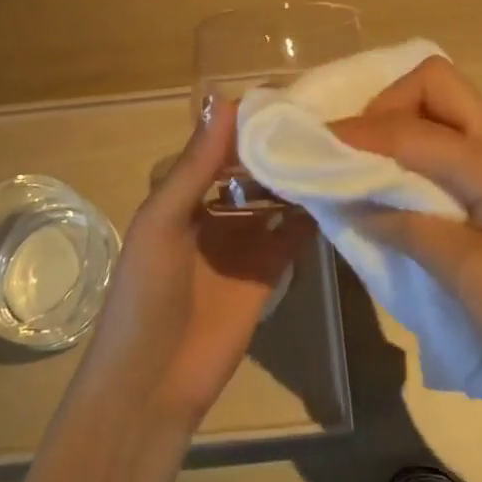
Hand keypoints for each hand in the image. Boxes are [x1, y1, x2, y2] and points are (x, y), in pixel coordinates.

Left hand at [71, 97, 314, 433]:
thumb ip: (196, 165)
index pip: (219, 145)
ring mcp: (241, 242)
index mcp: (181, 194)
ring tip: (336, 149)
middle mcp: (213, 211)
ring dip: (297, 179)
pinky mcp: (266, 272)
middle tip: (324, 120)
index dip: (247, 123)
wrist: (152, 385)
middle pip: (251, 170)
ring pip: (275, 199)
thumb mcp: (162, 221)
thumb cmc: (145, 294)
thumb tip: (223, 99)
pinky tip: (337, 192)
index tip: (287, 97)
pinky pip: (291, 235)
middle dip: (279, 149)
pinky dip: (311, 216)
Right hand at [332, 56, 481, 417]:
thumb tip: (353, 199)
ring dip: (405, 121)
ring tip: (371, 164)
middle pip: (436, 83)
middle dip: (387, 105)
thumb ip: (408, 227)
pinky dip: (424, 144)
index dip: (358, 134)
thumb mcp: (469, 280)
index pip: (411, 129)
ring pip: (449, 105)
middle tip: (355, 151)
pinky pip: (460, 137)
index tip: (313, 146)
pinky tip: (407, 183)